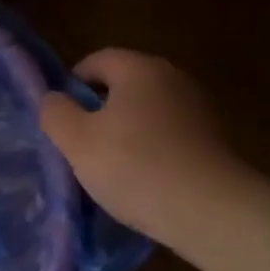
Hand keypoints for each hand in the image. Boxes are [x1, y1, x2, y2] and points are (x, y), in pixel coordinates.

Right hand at [39, 50, 246, 244]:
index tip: (62, 118)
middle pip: (125, 84)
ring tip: (112, 167)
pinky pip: (170, 134)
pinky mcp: (215, 139)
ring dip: (127, 131)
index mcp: (140, 68)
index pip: (97, 60)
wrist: (211, 211)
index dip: (73, 85)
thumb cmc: (135, 167)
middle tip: (82, 144)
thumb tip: (54, 99)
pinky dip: (153, 148)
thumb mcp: (77, 141)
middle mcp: (174, 78)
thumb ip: (56, 112)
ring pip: (148, 111)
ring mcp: (199, 108)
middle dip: (100, 110)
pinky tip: (145, 179)